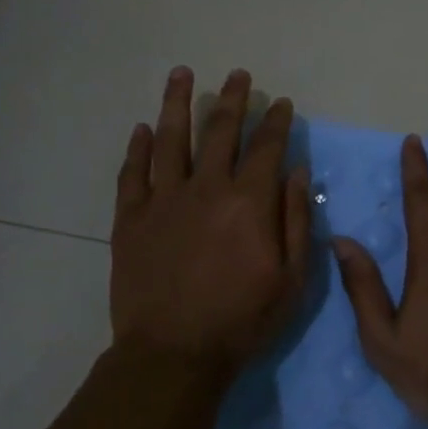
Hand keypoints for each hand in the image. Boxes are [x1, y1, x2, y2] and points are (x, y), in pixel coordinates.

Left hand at [110, 67, 311, 376]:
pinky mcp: (131, 219)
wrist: (173, 354)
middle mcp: (206, 189)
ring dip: (178, 103)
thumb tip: (296, 171)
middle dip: (233, 99)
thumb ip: (295, 220)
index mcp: (248, 202)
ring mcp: (163, 201)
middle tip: (238, 75)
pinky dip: (138, 148)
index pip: (266, 147)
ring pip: (171, 139)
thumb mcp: (292, 279)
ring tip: (183, 74)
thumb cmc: (242, 320)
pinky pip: (133, 174)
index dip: (275, 121)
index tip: (280, 103)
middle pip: (220, 131)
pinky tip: (143, 128)